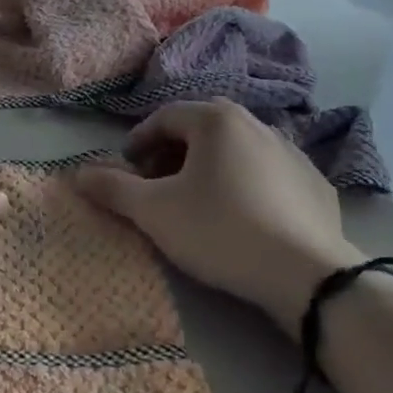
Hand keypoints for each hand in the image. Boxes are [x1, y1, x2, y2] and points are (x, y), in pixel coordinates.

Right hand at [74, 99, 365, 335]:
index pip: (165, 117)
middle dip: (172, 153)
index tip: (126, 169)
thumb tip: (76, 173)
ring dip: (209, 168)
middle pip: (201, 130)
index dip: (139, 141)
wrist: (307, 275)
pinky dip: (246, 185)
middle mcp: (257, 123)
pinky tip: (242, 218)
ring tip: (198, 202)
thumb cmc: (220, 230)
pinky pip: (267, 174)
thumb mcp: (155, 212)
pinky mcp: (316, 183)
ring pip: (236, 151)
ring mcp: (292, 152)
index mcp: (216, 119)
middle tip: (157, 185)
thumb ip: (113, 189)